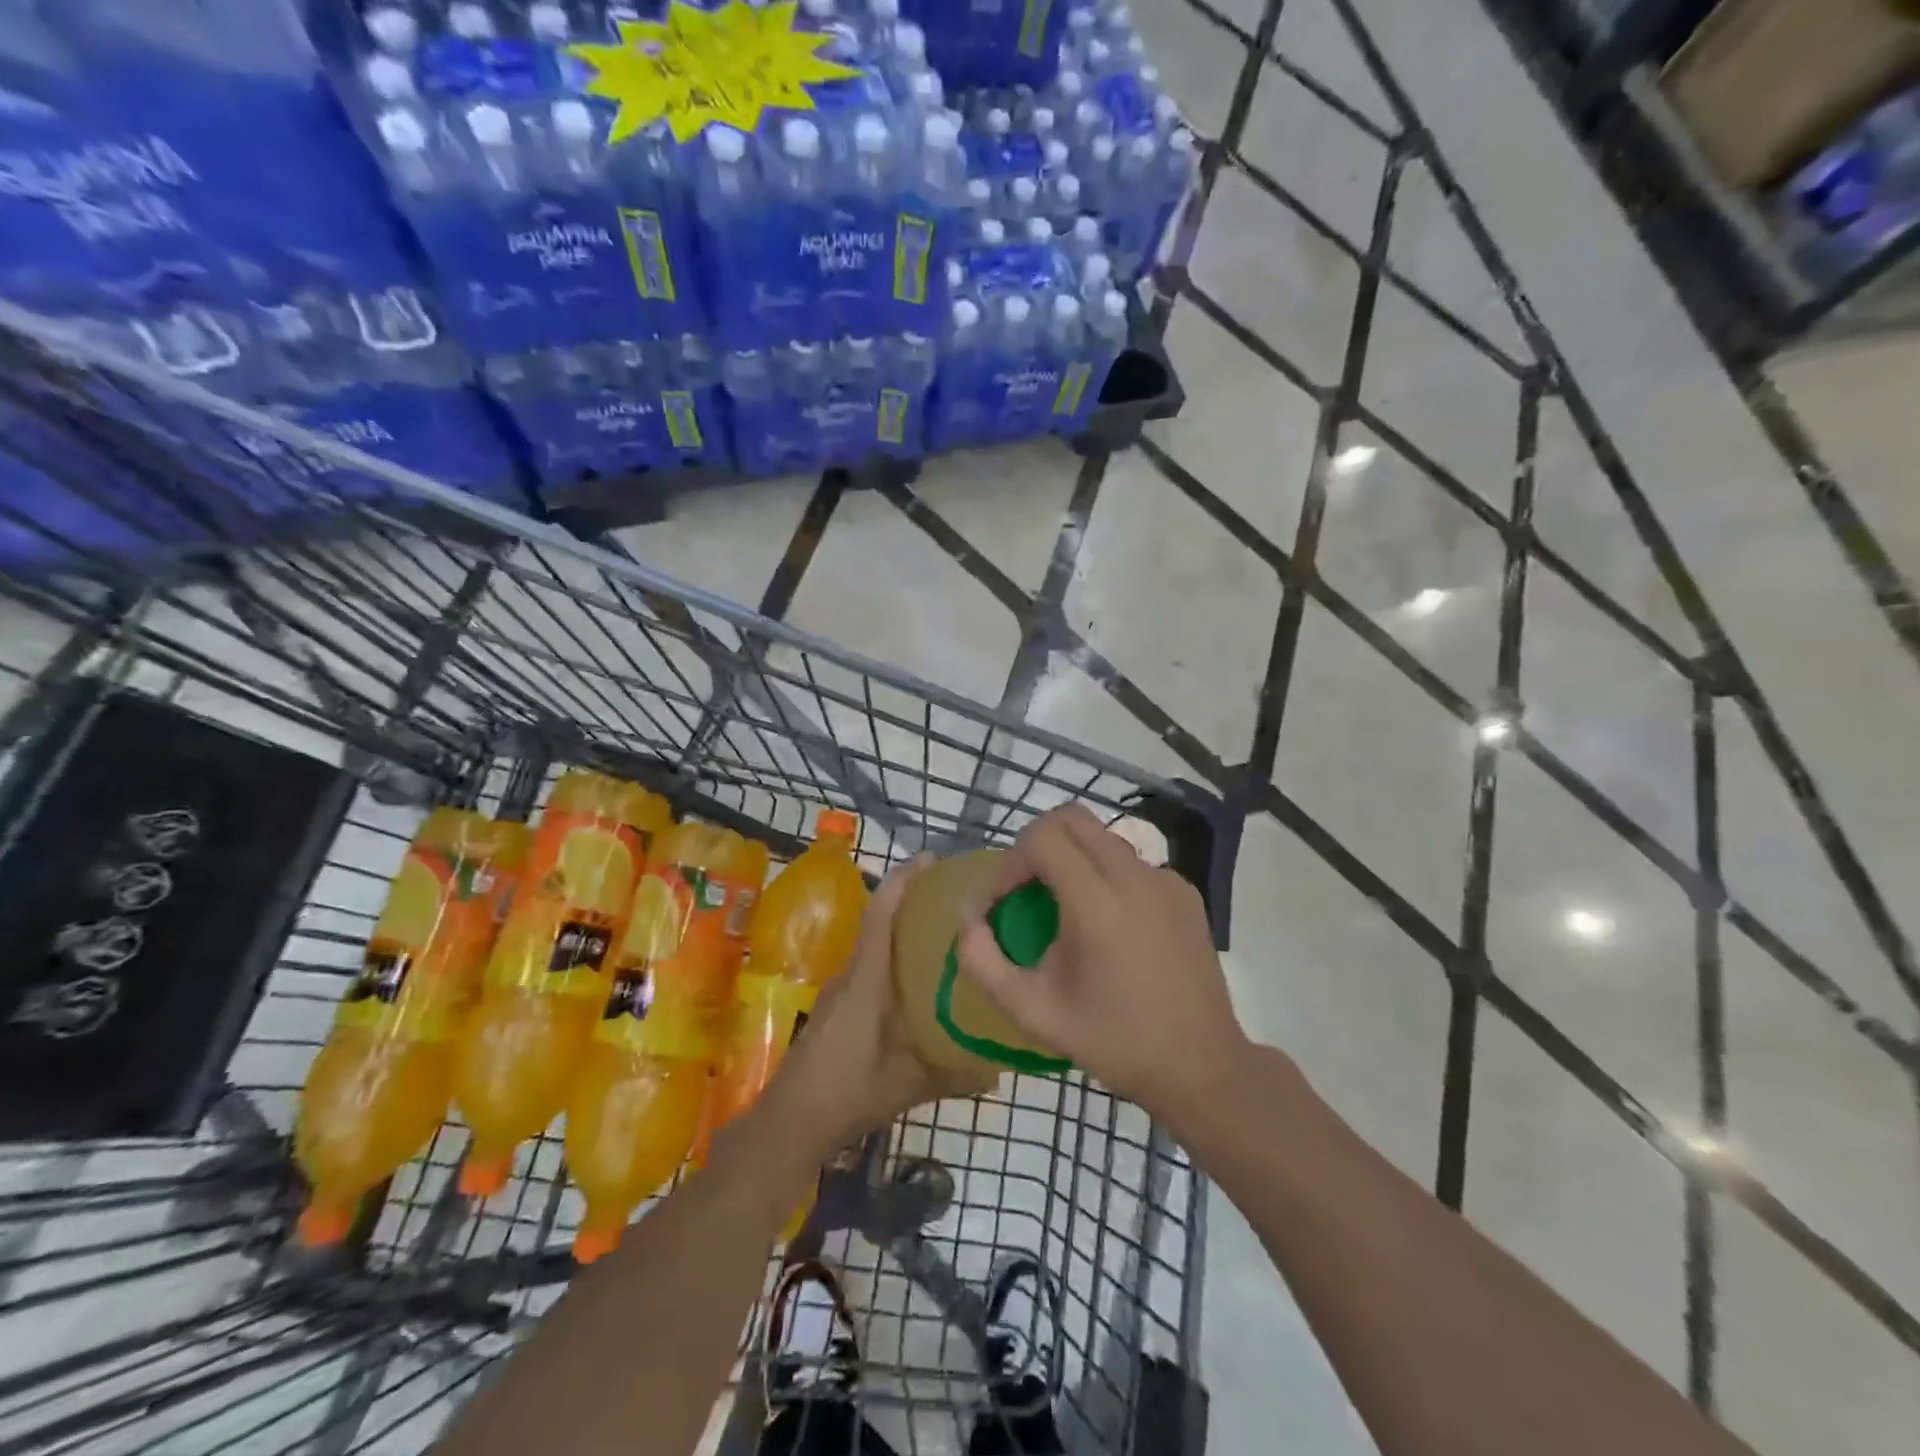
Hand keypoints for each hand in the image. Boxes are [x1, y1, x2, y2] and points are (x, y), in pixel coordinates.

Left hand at [773, 856, 997, 1152]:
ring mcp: (839, 991)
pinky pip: (869, 969)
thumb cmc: (847, 1092)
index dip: (903, 881)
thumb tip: (997, 1074)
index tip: (930, 859)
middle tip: (954, 899)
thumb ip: (952, 1076)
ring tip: (943, 937)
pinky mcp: (836, 1008)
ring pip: (875, 948)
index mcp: (866, 980)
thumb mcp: (906, 1085)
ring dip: (902, 933)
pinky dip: (892, 961)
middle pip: (880, 923)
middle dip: (912, 902)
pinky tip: (915, 984)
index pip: (882, 915)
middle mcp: (850, 975)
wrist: (789, 1121)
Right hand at [955, 803, 1243, 1117]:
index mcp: (1097, 902)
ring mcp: (1166, 880)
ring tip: (1062, 908)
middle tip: (1024, 890)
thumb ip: (983, 961)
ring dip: (1071, 858)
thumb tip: (967, 919)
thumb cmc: (1112, 1040)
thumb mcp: (1032, 1011)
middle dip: (1035, 845)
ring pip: (1102, 837)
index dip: (1009, 863)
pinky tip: (1108, 924)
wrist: (1200, 1066)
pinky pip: (1132, 863)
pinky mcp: (1185, 892)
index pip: (1041, 838)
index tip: (1001, 904)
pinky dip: (1106, 876)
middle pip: (1071, 818)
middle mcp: (1135, 876)